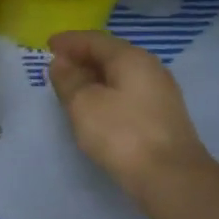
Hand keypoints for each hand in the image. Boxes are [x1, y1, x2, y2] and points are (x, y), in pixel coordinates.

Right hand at [48, 30, 216, 191]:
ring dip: (94, 77)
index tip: (48, 45)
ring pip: (120, 75)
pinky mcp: (161, 115)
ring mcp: (159, 93)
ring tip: (71, 87)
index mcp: (131, 58)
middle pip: (110, 55)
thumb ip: (68, 80)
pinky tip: (94, 106)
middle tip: (57, 66)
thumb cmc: (121, 134)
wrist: (170, 177)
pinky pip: (127, 92)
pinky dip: (106, 92)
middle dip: (82, 58)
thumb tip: (61, 62)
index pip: (95, 40)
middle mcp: (150, 68)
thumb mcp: (83, 104)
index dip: (69, 41)